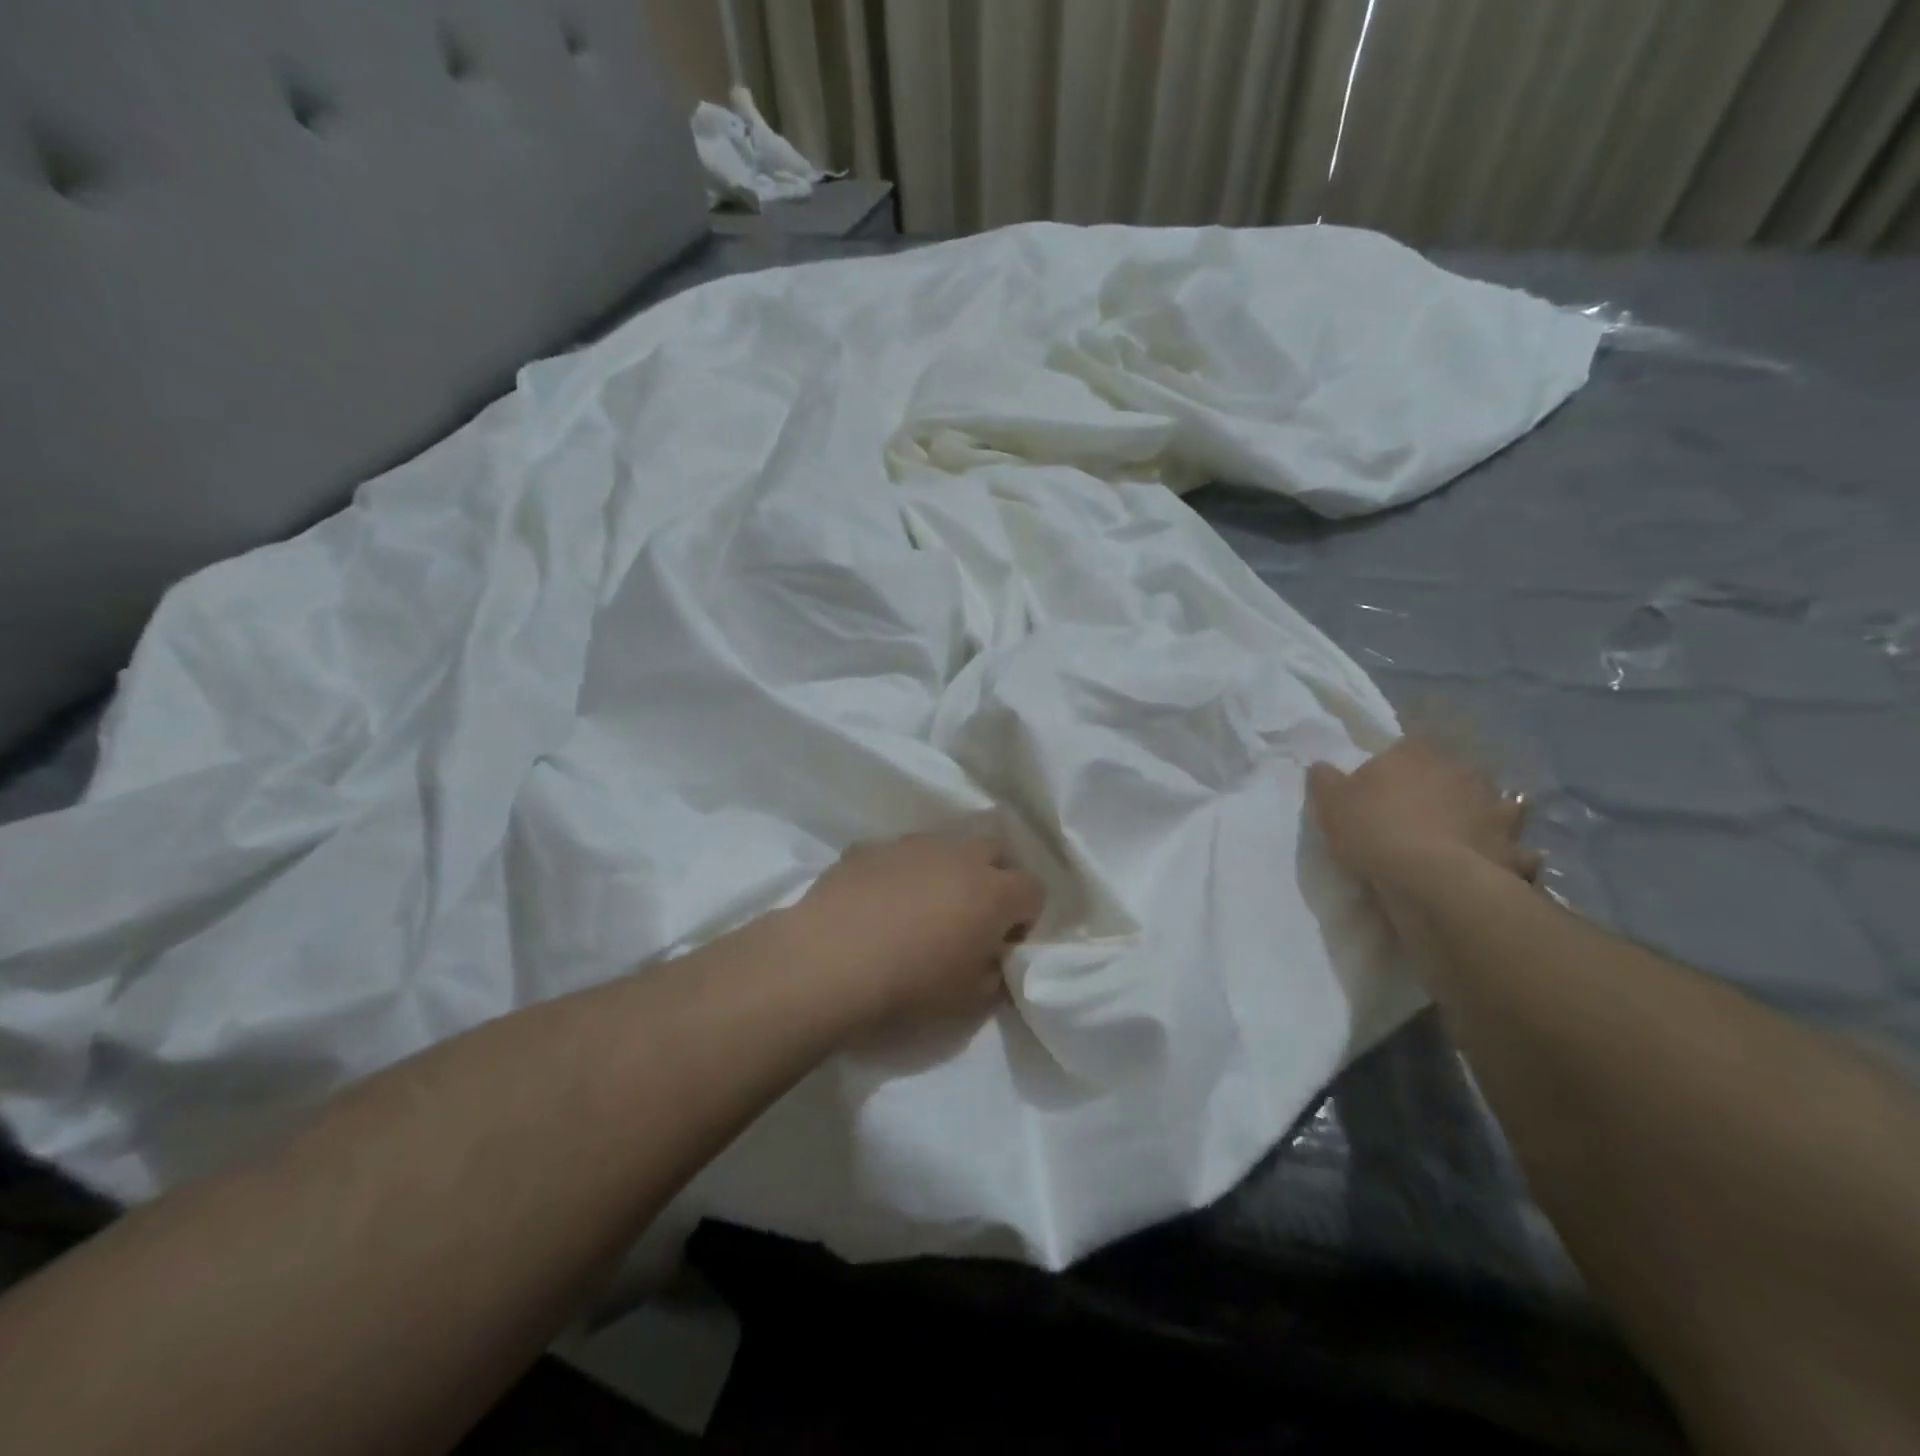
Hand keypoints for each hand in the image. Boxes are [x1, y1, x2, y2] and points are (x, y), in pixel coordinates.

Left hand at [790, 834, 1046, 1038]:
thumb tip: (992, 958)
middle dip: (994, 878)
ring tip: (920, 908)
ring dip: (946, 870)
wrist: (828, 962)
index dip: (1025, 918)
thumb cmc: (909, 987)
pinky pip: (899, 855)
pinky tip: (877, 904)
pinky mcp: (870, 847)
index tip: (1002, 943)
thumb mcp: (969, 1002)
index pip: (1035, 889)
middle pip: (996, 851)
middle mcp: (959, 855)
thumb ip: (995, 974)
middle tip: (971, 917)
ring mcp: (912, 845)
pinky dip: (900, 873)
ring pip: (946, 846)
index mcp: (993, 891)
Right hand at [1307, 738, 1539, 893]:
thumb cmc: (1374, 830)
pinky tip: (1500, 864)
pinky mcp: (1513, 848)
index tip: (1380, 787)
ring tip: (1468, 834)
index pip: (1405, 748)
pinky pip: (1517, 851)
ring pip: (1497, 805)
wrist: (1429, 879)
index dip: (1393, 766)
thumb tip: (1322, 766)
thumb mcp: (1330, 802)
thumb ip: (1325, 779)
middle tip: (1421, 812)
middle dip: (1442, 788)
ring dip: (1486, 815)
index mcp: (1415, 755)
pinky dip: (1511, 855)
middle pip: (1452, 773)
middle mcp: (1461, 773)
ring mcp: (1494, 810)